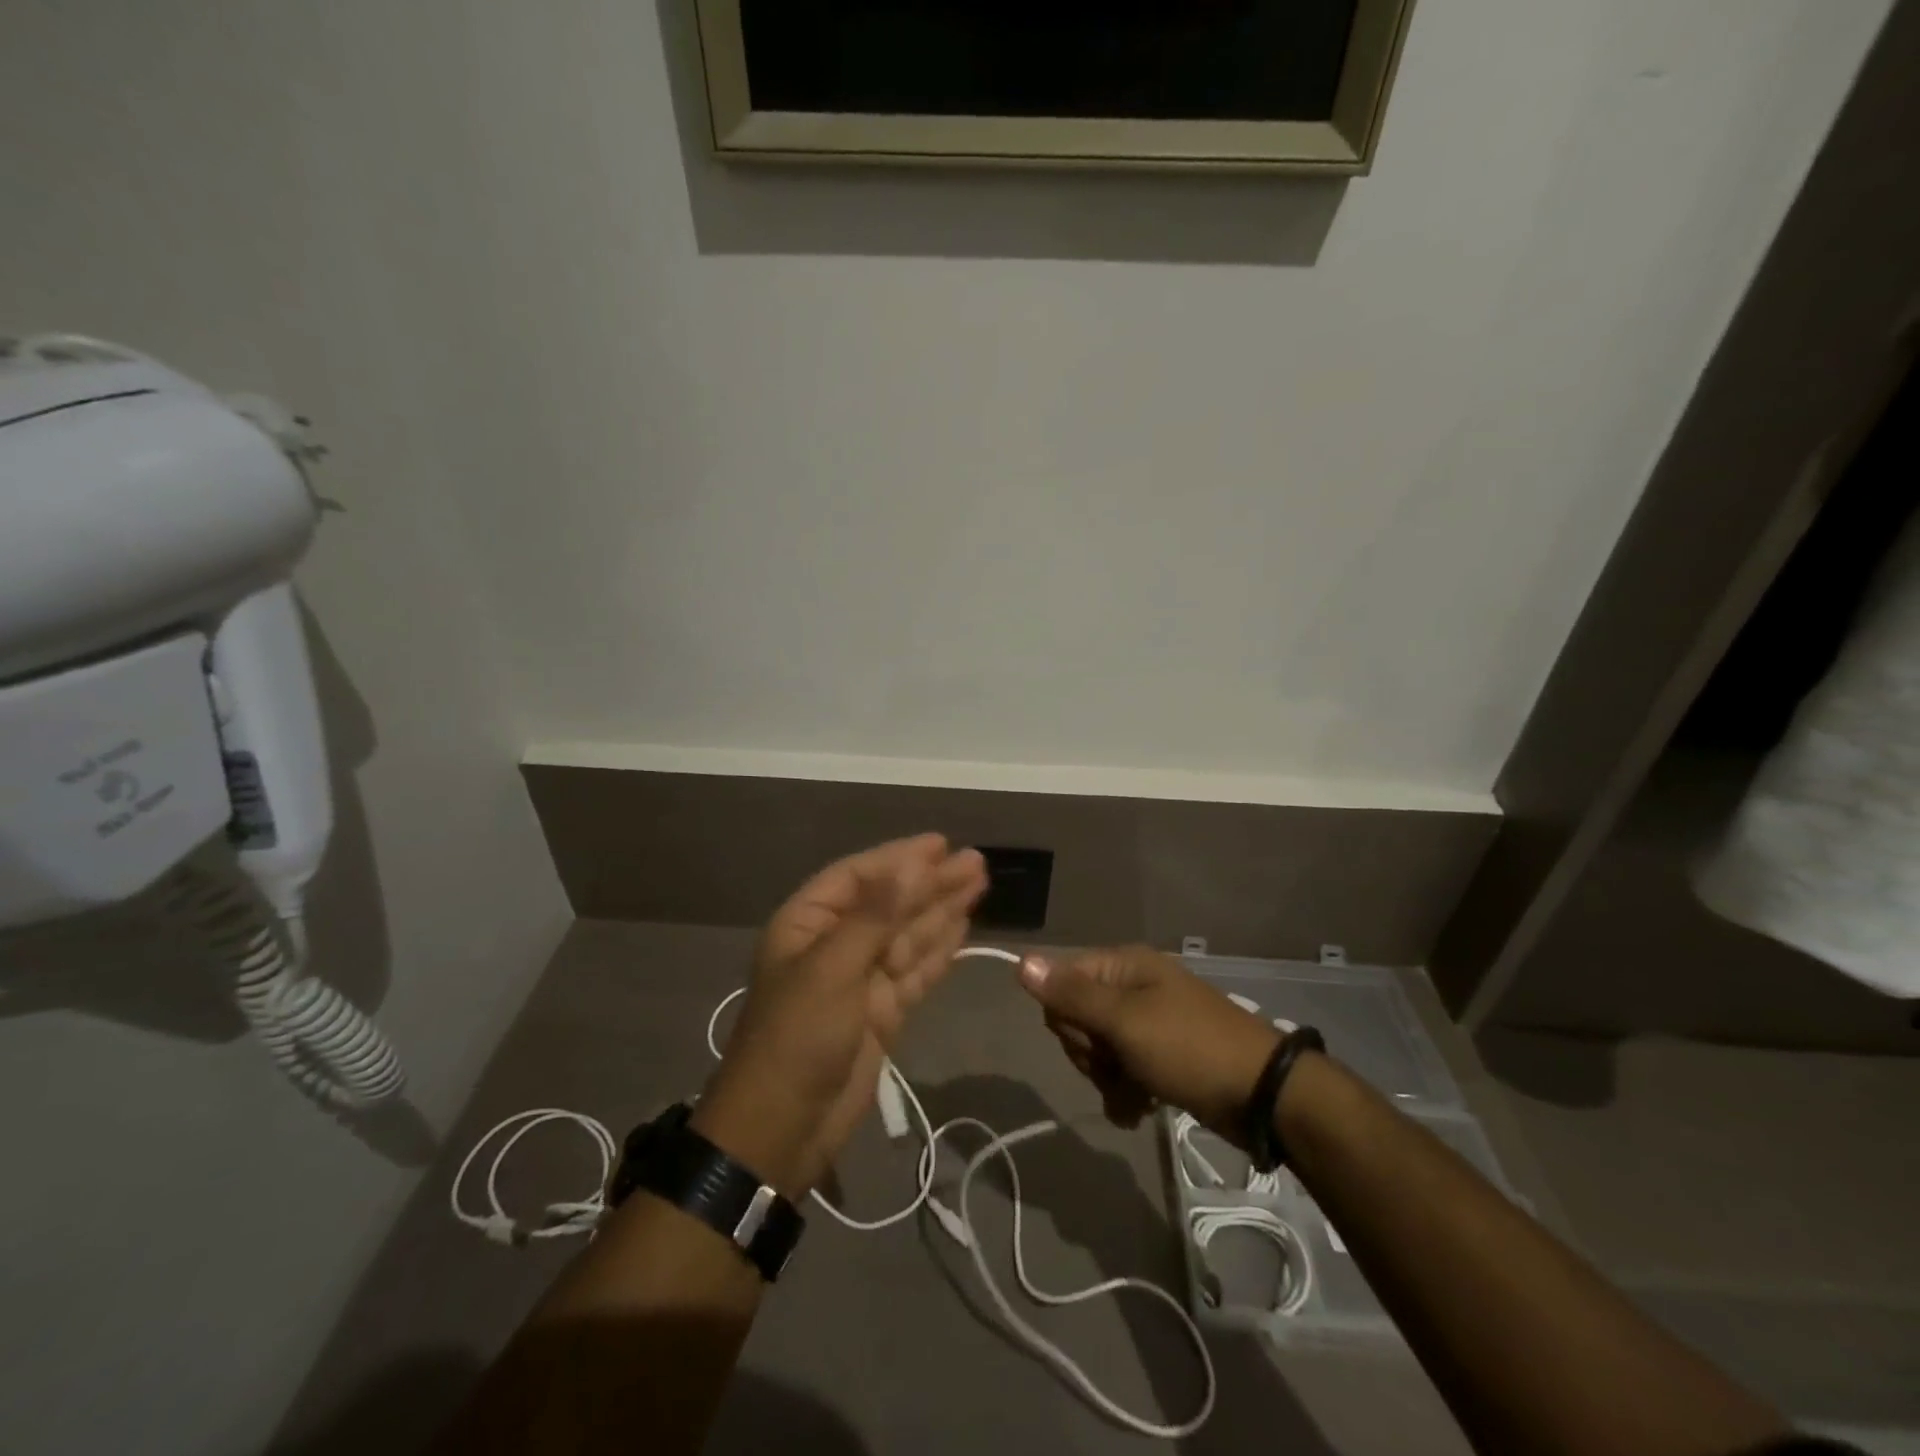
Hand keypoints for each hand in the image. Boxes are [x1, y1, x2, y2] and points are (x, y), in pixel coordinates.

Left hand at [694, 835, 986, 1196]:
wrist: (781, 1129)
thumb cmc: (796, 1036)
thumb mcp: (832, 968)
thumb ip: (876, 915)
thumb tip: (912, 865)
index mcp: (808, 924)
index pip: (858, 877)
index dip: (899, 858)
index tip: (941, 844)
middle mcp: (835, 945)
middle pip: (890, 903)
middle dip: (931, 883)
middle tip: (976, 862)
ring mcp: (861, 980)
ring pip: (909, 935)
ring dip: (942, 910)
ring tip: (979, 883)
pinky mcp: (882, 1012)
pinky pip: (916, 970)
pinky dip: (940, 950)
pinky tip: (963, 928)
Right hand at [1017, 946, 1279, 1145]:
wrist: (1262, 1095)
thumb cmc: (1188, 1048)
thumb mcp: (1124, 1021)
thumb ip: (1071, 994)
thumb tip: (1021, 961)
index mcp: (1123, 967)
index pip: (1062, 981)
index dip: (1066, 1017)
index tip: (1091, 1040)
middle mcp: (1133, 988)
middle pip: (1078, 1018)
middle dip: (1090, 1053)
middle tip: (1116, 1066)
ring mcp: (1148, 1023)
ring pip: (1098, 1050)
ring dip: (1107, 1078)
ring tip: (1134, 1095)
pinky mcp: (1161, 1056)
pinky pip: (1122, 1070)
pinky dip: (1124, 1091)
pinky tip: (1139, 1109)